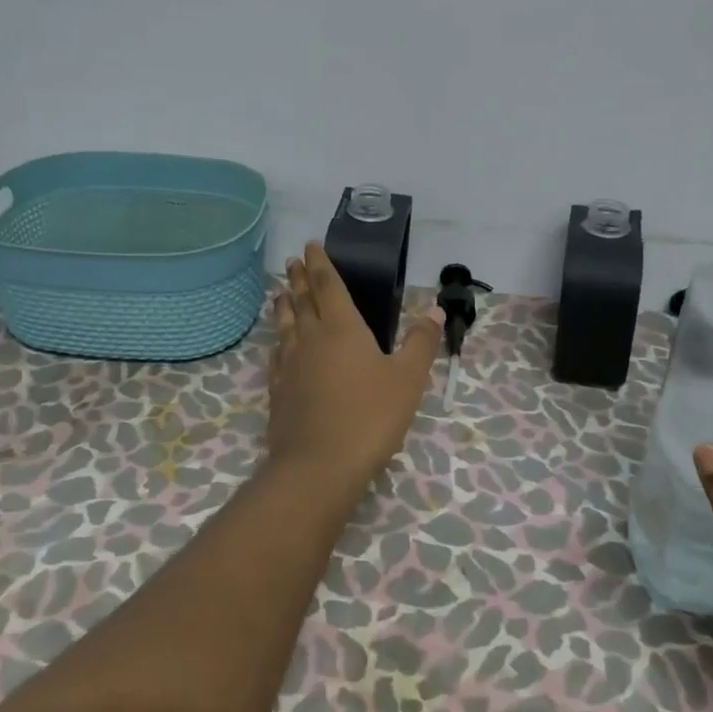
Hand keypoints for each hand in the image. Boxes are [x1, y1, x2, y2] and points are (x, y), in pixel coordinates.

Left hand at [266, 242, 443, 494]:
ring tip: (281, 292)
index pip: (329, 286)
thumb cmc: (370, 416)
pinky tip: (279, 345)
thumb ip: (420, 343)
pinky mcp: (279, 389)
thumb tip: (435, 312)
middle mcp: (312, 338)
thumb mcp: (408, 379)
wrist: (319, 464)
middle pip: (303, 300)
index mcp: (343, 328)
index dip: (321, 264)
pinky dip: (278, 340)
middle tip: (294, 260)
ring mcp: (290, 364)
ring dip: (285, 304)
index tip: (311, 246)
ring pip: (286, 324)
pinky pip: (277, 353)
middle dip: (300, 278)